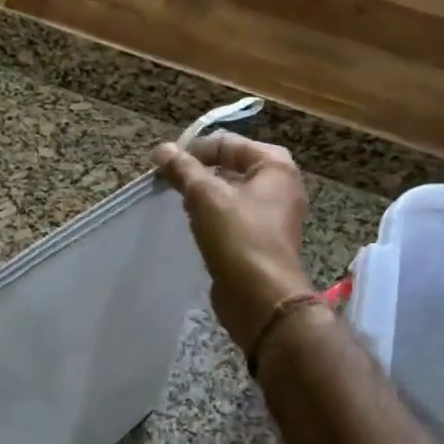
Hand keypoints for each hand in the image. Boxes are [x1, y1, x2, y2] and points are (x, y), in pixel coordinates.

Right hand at [152, 132, 312, 352]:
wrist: (261, 299)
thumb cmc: (238, 237)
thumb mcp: (205, 196)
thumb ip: (182, 169)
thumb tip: (162, 149)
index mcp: (275, 166)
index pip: (227, 143)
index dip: (194, 150)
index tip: (166, 165)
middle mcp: (281, 185)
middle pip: (230, 166)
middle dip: (198, 173)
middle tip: (170, 183)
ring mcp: (274, 214)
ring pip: (231, 192)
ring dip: (204, 195)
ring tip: (180, 204)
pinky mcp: (263, 239)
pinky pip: (234, 216)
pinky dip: (214, 216)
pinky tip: (195, 226)